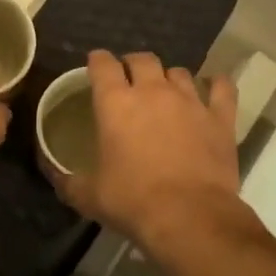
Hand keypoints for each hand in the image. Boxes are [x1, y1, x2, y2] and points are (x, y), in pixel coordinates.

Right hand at [57, 51, 242, 256]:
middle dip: (133, 64)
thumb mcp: (88, 196)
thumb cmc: (132, 202)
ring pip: (179, 72)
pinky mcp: (220, 118)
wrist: (189, 217)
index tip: (95, 66)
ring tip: (166, 92)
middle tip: (129, 80)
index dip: (97, 61)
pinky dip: (216, 85)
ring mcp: (190, 101)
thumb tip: (53, 174)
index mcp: (115, 103)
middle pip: (142, 59)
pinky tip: (213, 89)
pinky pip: (222, 88)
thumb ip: (67, 180)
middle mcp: (153, 91)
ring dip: (169, 78)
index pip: (103, 64)